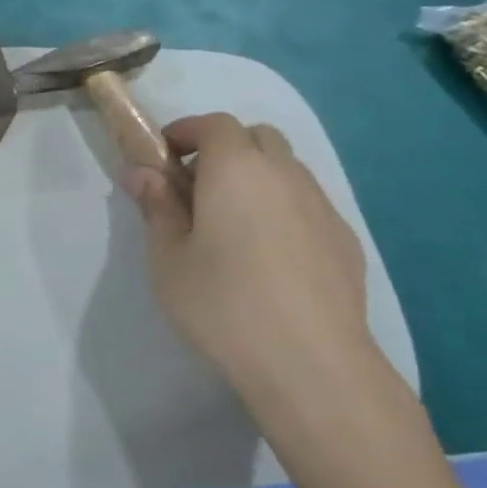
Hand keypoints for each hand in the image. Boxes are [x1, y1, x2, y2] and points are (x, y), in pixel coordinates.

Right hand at [123, 113, 386, 428]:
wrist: (310, 362)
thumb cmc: (222, 303)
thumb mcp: (168, 257)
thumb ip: (156, 207)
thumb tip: (142, 172)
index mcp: (236, 169)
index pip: (214, 124)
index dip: (186, 132)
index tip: (164, 159)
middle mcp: (284, 174)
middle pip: (256, 138)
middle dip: (224, 150)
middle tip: (196, 190)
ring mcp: (322, 206)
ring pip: (286, 169)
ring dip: (256, 178)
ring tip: (231, 226)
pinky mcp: (344, 240)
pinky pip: (307, 204)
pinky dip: (282, 209)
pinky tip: (269, 257)